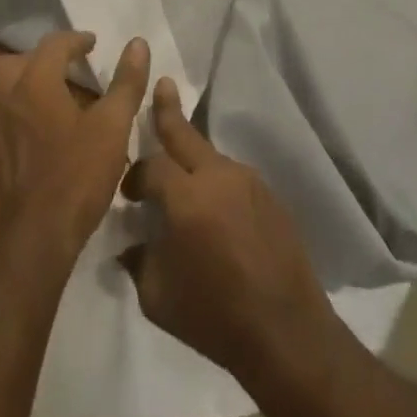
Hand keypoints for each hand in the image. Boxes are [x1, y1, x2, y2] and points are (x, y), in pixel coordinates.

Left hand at [0, 31, 149, 272]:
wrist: (37, 239)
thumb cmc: (78, 175)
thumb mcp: (113, 127)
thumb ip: (126, 82)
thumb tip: (138, 43)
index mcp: (35, 82)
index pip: (53, 44)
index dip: (76, 40)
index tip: (94, 45)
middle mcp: (9, 97)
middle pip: (17, 60)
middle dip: (43, 57)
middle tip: (69, 66)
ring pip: (6, 87)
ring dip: (29, 81)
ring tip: (59, 93)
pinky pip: (6, 113)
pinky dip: (24, 107)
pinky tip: (47, 127)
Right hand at [120, 79, 333, 383]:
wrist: (287, 332)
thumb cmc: (214, 316)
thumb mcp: (157, 297)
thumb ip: (138, 261)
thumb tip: (130, 244)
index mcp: (187, 196)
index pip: (152, 166)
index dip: (136, 176)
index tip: (129, 194)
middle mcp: (218, 176)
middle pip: (186, 134)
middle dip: (168, 109)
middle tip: (162, 84)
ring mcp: (248, 181)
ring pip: (211, 157)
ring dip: (193, 158)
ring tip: (182, 173)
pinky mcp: (269, 195)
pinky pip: (233, 179)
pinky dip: (217, 184)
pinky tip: (215, 210)